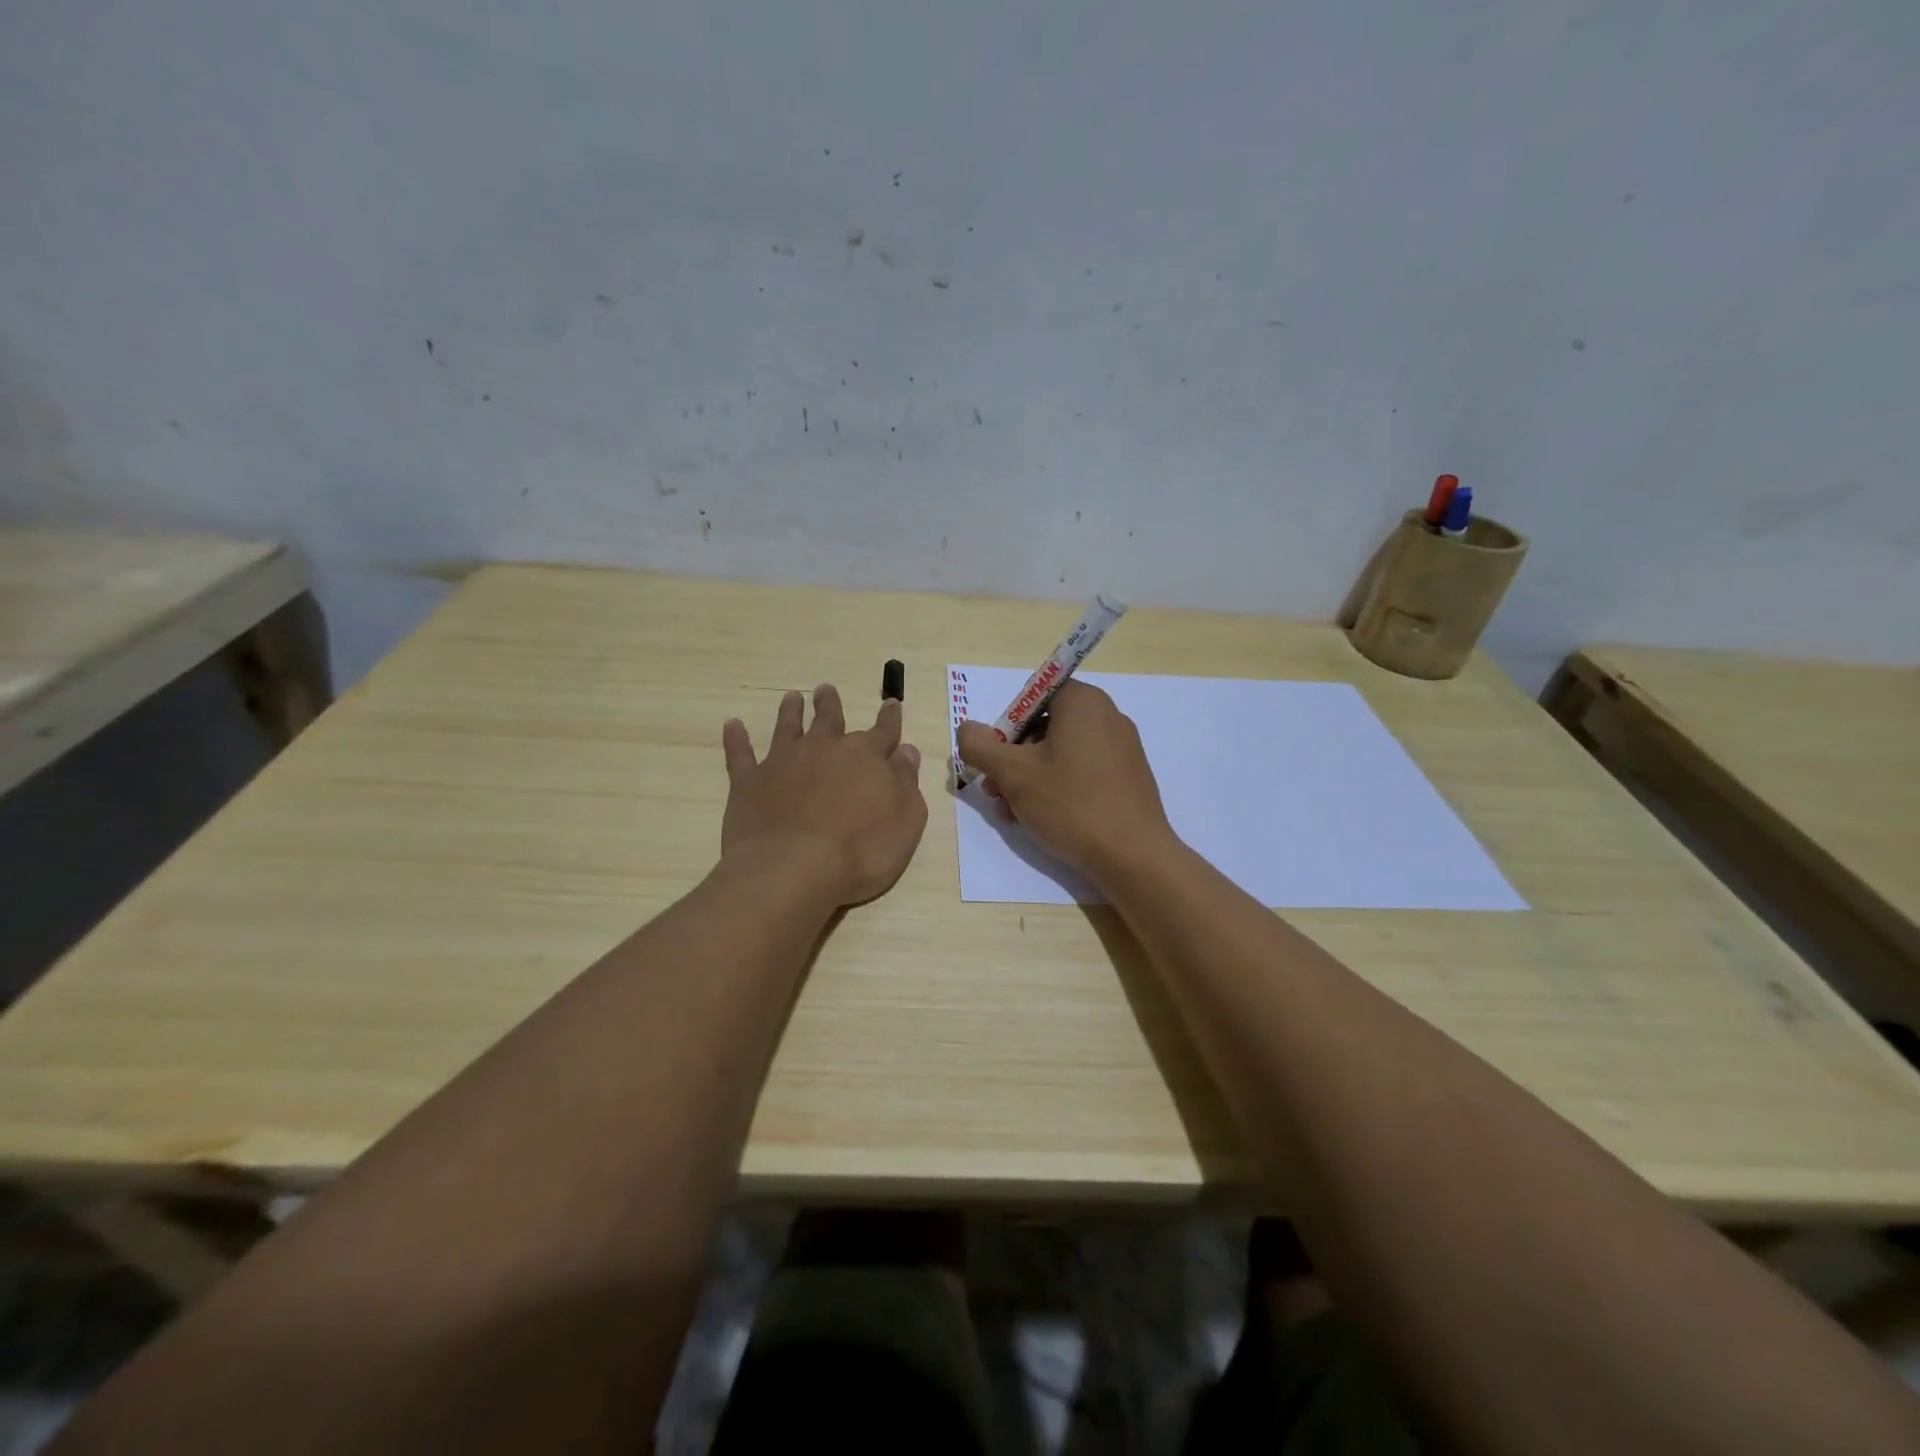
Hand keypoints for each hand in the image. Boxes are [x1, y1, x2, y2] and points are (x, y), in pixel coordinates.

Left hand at [721, 685, 926, 905]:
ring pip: (788, 728)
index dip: (890, 718)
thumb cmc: (862, 851)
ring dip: (790, 712)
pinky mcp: (749, 783)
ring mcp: (783, 763)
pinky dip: (737, 739)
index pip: (884, 731)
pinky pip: (741, 754)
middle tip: (825, 689)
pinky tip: (732, 725)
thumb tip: (905, 751)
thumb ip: (906, 781)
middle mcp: (824, 749)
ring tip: (791, 697)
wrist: (794, 870)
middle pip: (829, 720)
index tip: (891, 703)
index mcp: (866, 756)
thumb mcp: (906, 820)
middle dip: (830, 704)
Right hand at [955, 681, 1176, 883]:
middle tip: (995, 791)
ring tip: (1012, 813)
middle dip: (1013, 759)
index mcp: (1083, 701)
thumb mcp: (1013, 773)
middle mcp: (1107, 716)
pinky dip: (1057, 789)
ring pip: (1060, 754)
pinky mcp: (1128, 779)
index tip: (995, 758)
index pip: (1034, 696)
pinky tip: (1040, 820)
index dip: (1007, 725)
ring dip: (1029, 779)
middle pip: (1044, 727)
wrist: (1133, 855)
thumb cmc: (1070, 803)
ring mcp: (1122, 749)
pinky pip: (1083, 772)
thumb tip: (967, 730)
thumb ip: (980, 745)